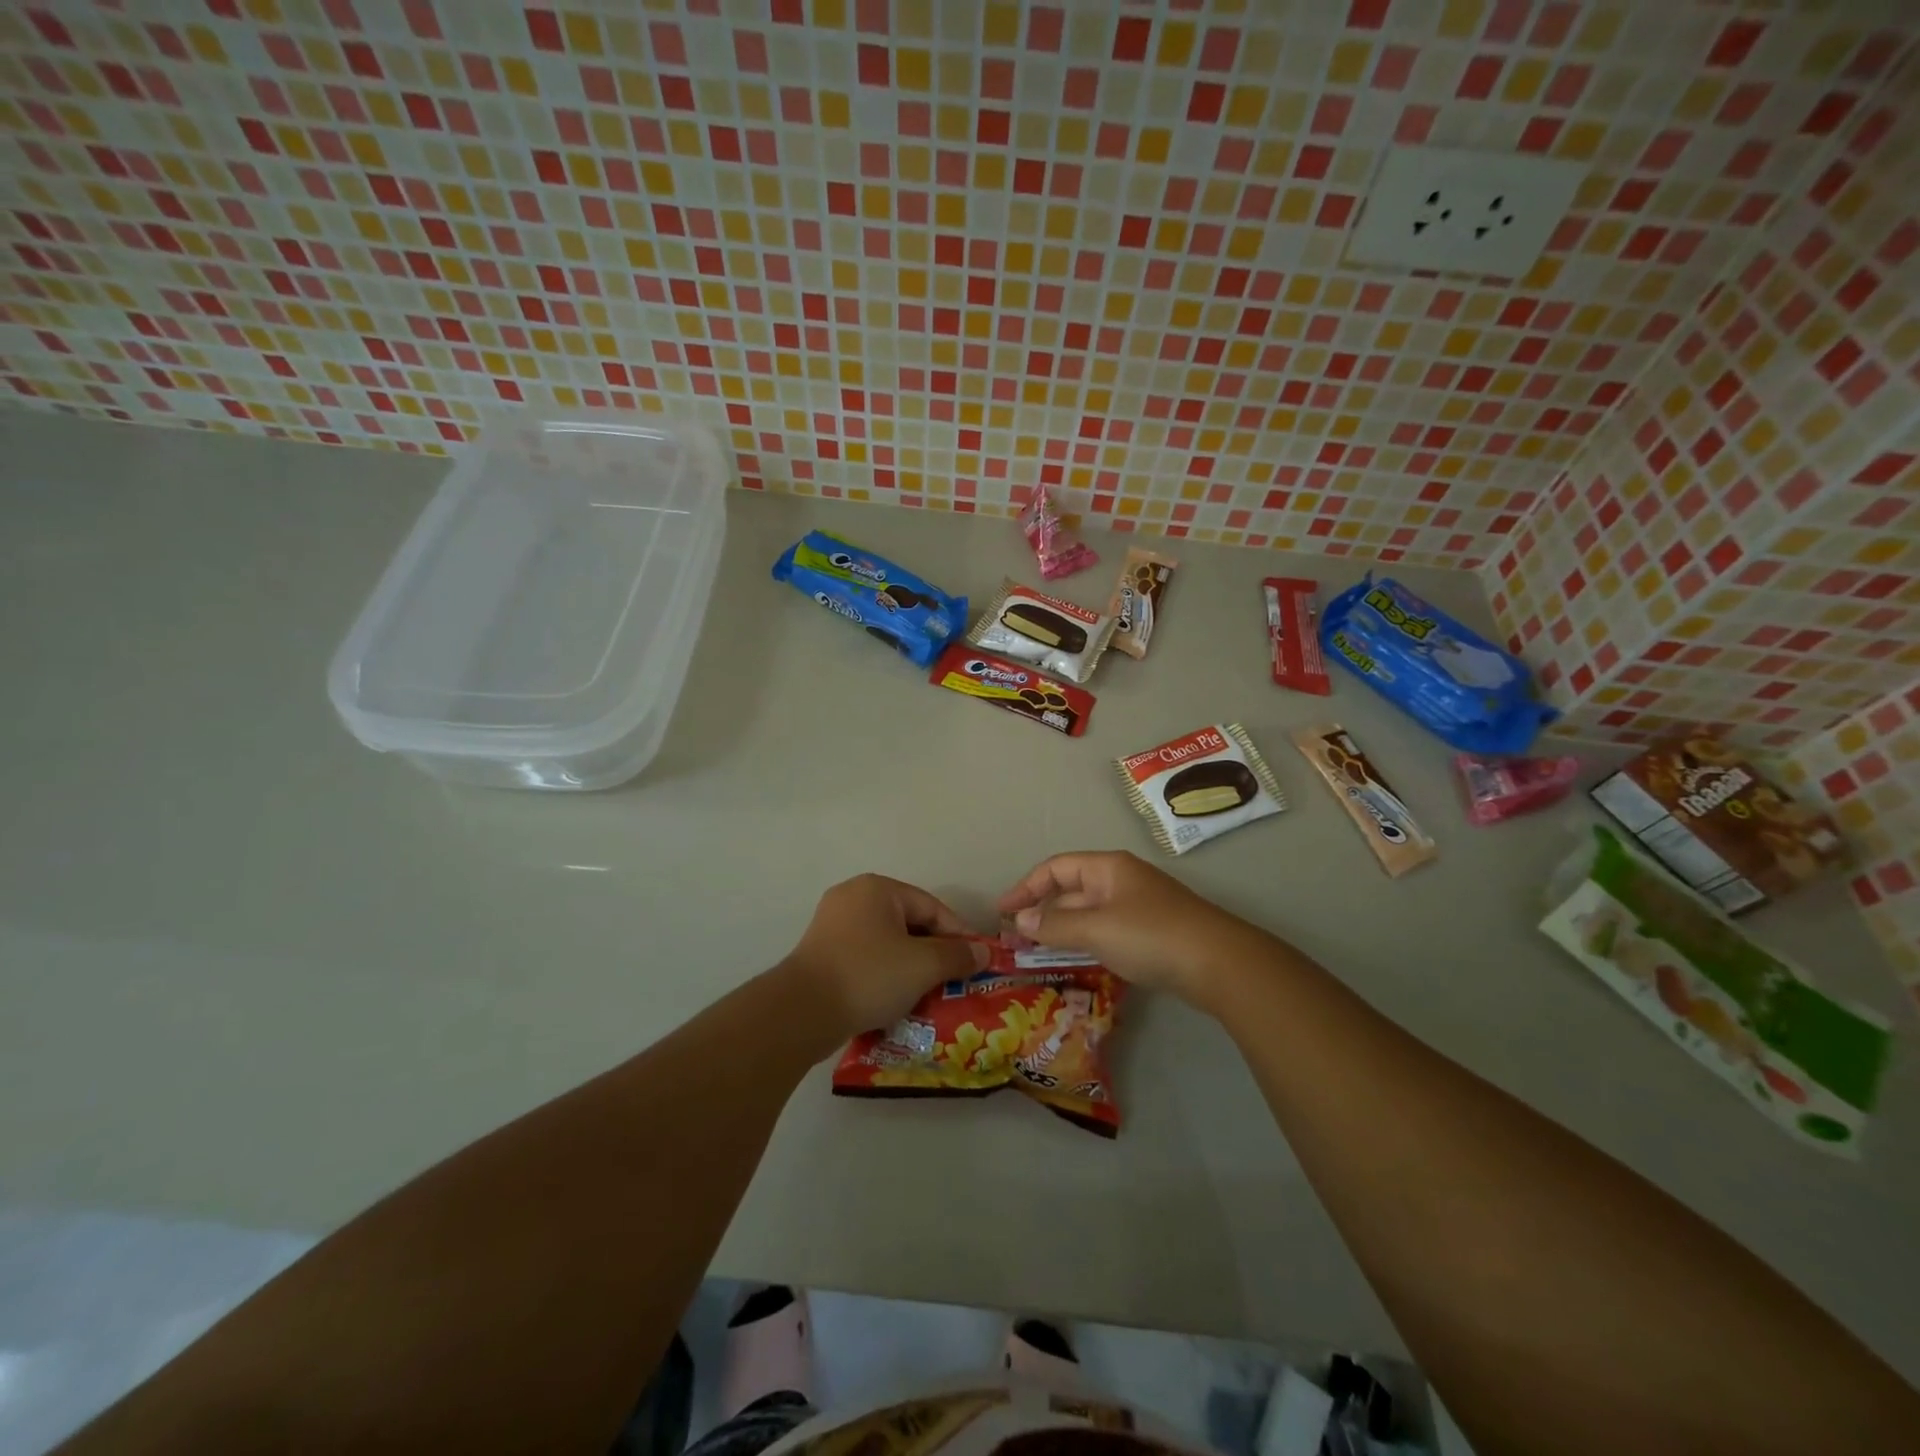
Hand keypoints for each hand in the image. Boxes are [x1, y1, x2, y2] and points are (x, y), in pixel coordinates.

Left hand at [783, 874, 990, 1036]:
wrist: (802, 1011)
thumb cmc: (868, 975)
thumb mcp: (922, 965)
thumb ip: (957, 955)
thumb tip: (983, 952)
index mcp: (877, 888)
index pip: (931, 907)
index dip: (959, 934)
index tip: (977, 961)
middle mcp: (853, 897)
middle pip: (909, 923)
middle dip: (934, 953)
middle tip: (955, 980)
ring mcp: (833, 925)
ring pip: (888, 943)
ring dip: (910, 967)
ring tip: (930, 993)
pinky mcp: (822, 953)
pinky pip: (866, 958)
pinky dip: (885, 975)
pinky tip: (897, 999)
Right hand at [997, 851, 1264, 1002]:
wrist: (1220, 963)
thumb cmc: (1152, 935)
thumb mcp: (1096, 929)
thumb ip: (1055, 925)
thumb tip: (1020, 920)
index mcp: (1108, 868)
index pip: (1056, 868)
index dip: (1026, 887)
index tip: (1002, 912)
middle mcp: (1121, 880)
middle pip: (1072, 890)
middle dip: (1043, 912)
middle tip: (1016, 940)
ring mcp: (1139, 907)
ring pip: (1089, 913)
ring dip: (1063, 930)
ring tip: (1038, 954)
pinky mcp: (1152, 933)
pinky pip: (1107, 931)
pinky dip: (1086, 942)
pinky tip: (1078, 962)